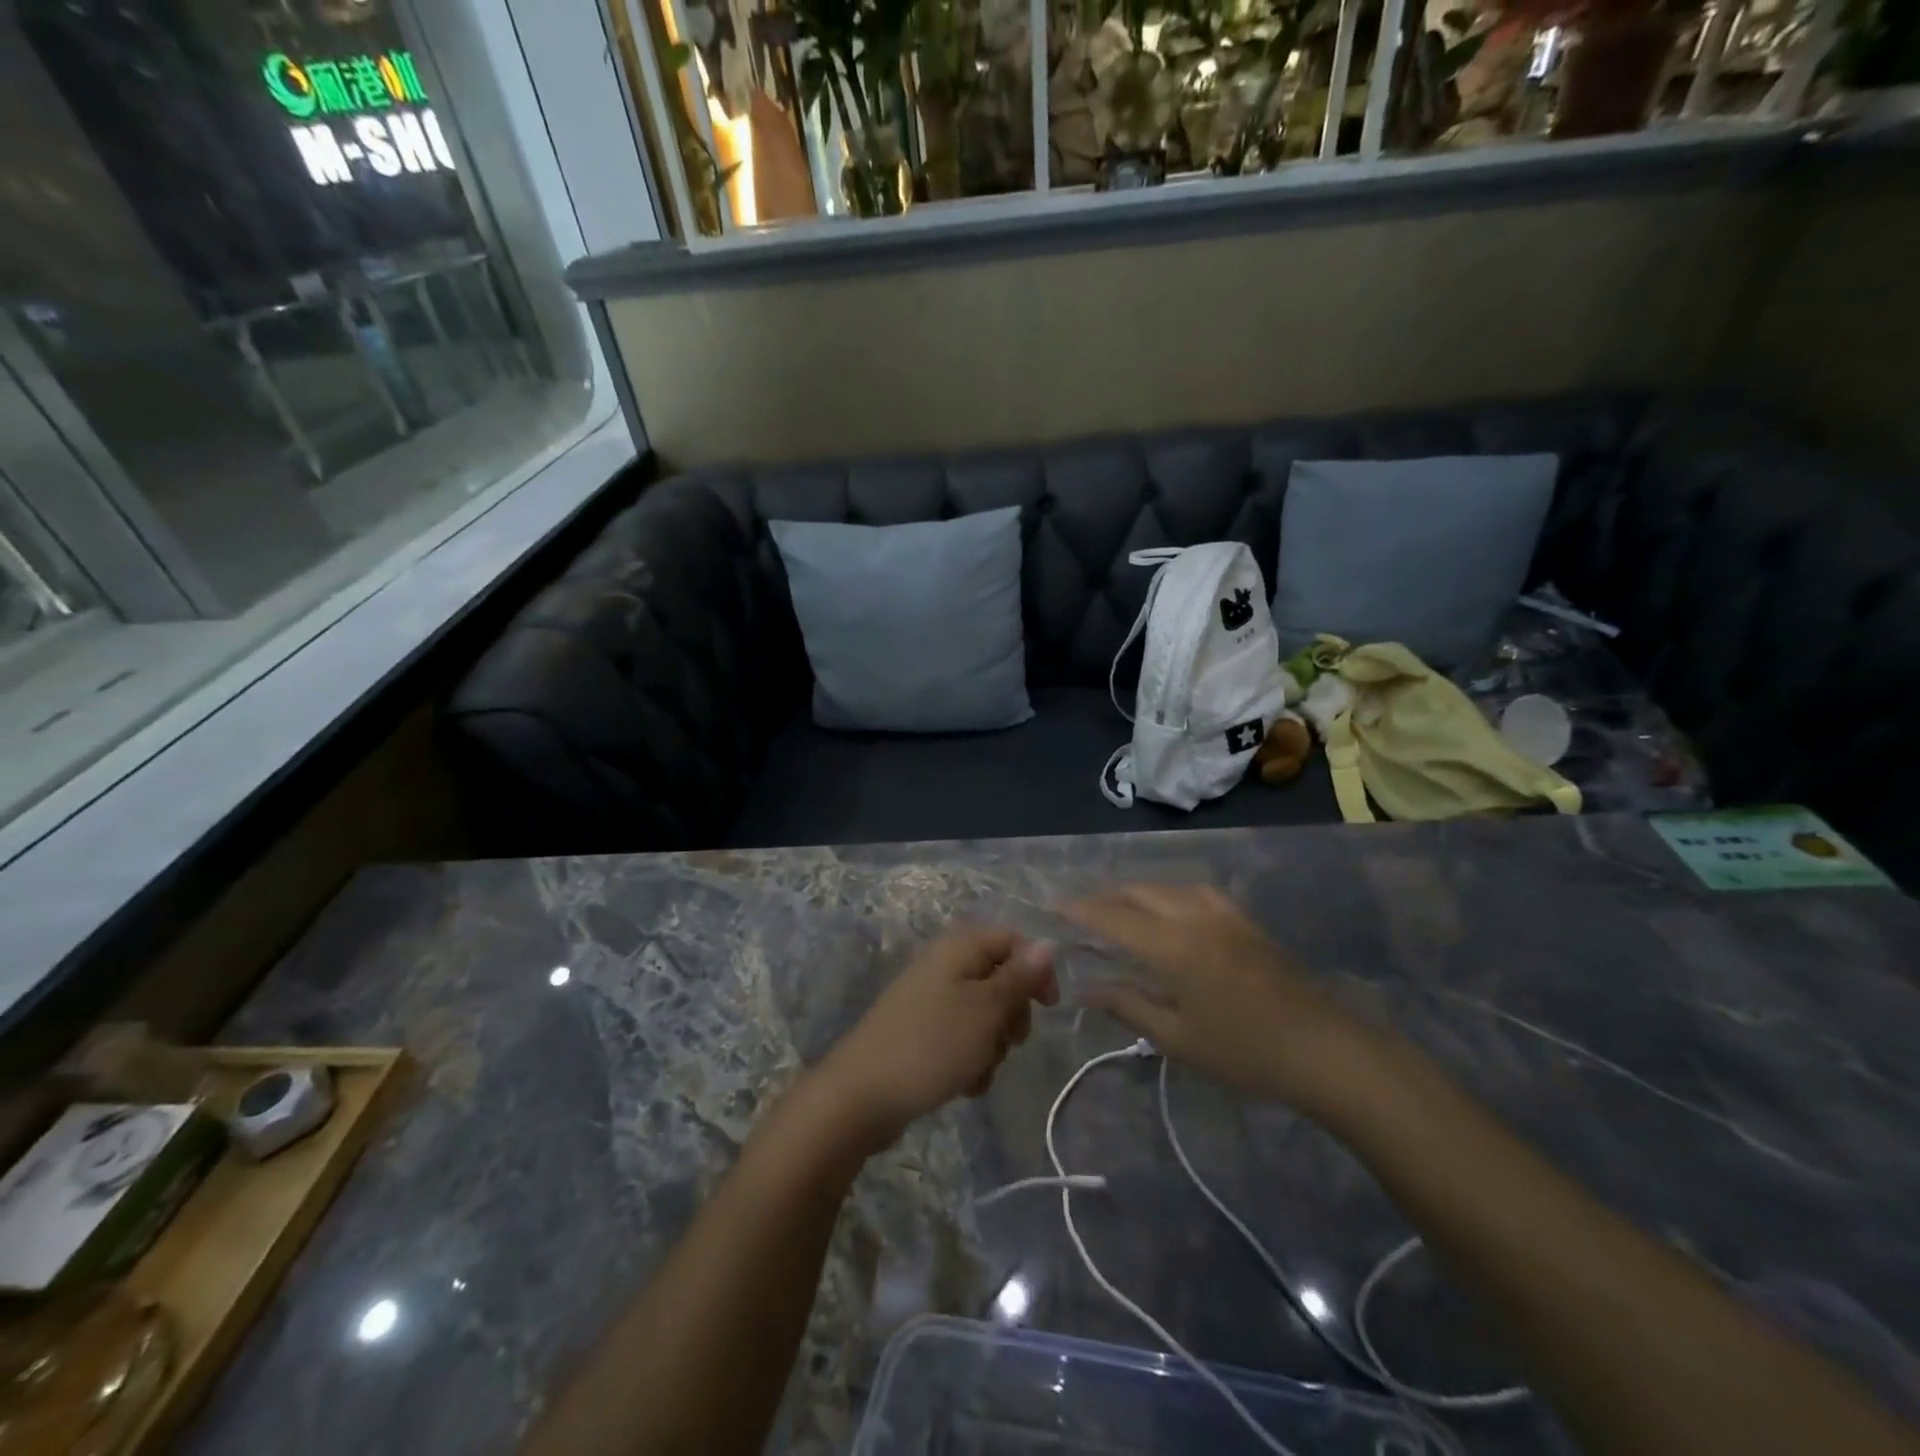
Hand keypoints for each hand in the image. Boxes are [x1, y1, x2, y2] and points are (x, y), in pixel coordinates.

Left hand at [812, 927, 1057, 1151]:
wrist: (861, 1096)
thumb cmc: (931, 1045)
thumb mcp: (985, 1010)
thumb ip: (1019, 977)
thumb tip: (1047, 944)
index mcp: (958, 947)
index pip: (1013, 940)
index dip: (1036, 970)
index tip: (1048, 1008)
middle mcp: (944, 965)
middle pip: (1000, 979)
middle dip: (1012, 1015)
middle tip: (1008, 1041)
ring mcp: (930, 999)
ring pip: (984, 1014)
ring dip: (992, 1045)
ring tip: (978, 1068)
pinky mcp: (922, 1032)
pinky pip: (961, 1038)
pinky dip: (970, 1060)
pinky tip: (964, 1084)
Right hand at [1063, 884, 1375, 1111]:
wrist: (1326, 1050)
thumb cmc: (1245, 1052)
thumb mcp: (1178, 1038)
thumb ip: (1129, 1006)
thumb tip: (1086, 989)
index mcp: (1172, 945)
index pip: (1113, 916)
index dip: (1080, 910)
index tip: (1053, 907)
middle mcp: (1194, 916)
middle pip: (1138, 892)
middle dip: (1104, 897)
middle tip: (1079, 911)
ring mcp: (1223, 914)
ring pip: (1167, 886)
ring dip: (1136, 892)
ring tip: (1118, 908)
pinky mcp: (1245, 920)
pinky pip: (1195, 891)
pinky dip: (1168, 893)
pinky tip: (1169, 909)